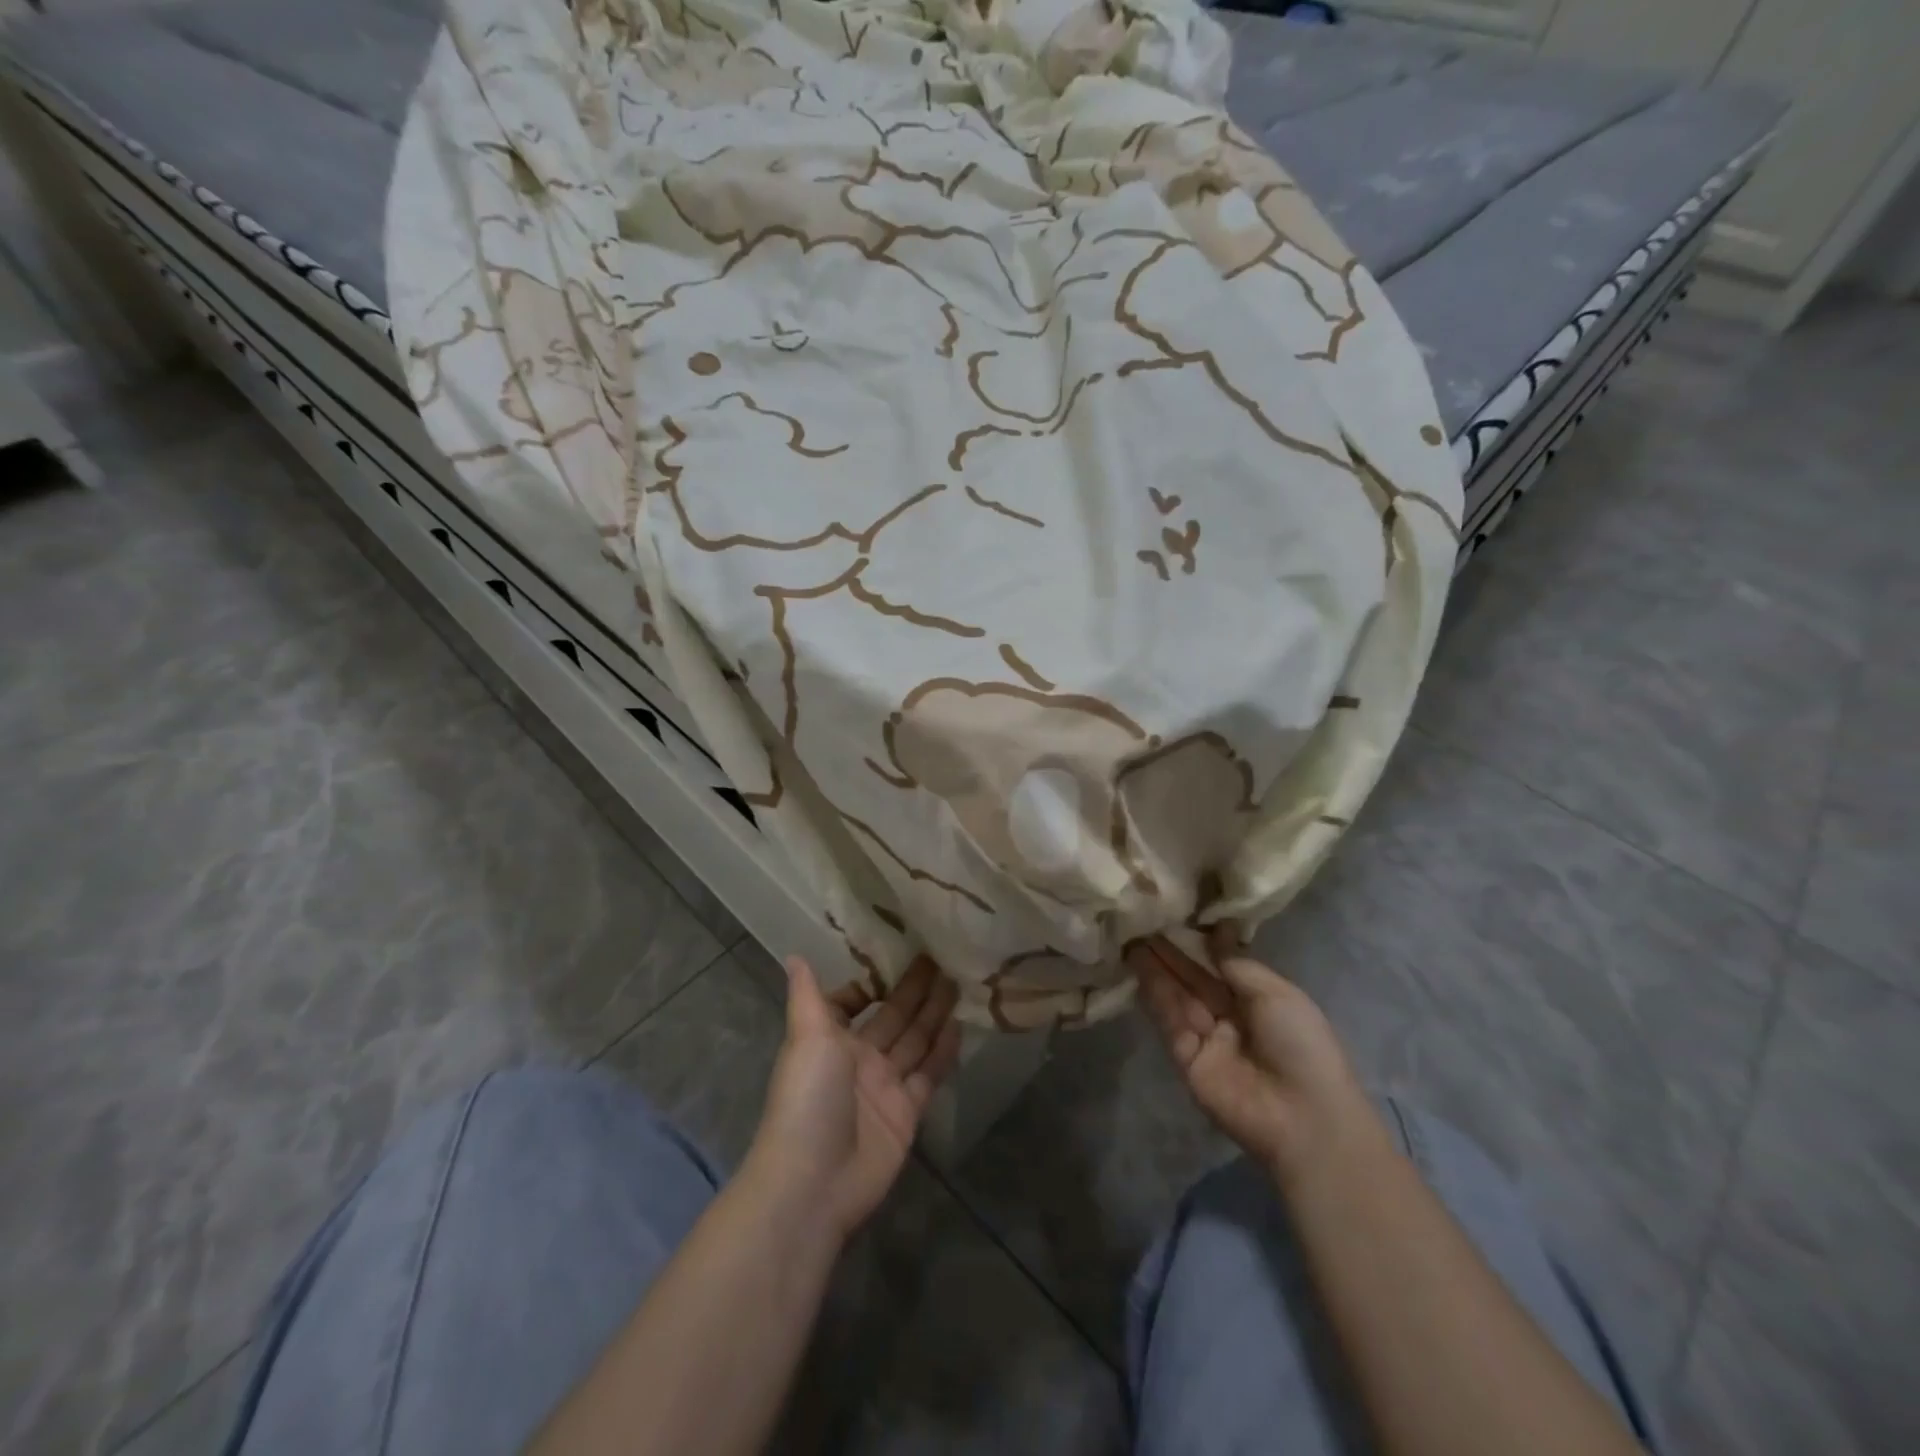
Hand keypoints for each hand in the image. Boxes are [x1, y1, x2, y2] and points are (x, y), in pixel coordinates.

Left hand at [744, 955, 962, 1243]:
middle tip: (942, 956)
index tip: (897, 954)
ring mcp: (884, 1085)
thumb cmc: (808, 1096)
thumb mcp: (806, 1036)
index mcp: (830, 1038)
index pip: (852, 1003)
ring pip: (914, 1040)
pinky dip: (944, 1051)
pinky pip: (929, 1073)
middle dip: (913, 990)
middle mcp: (858, 1058)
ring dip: (933, 1013)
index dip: (871, 982)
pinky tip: (960, 1024)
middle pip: (892, 1016)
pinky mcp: (907, 1111)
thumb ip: (807, 995)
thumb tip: (794, 953)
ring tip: (958, 980)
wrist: (815, 1180)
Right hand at [1131, 928, 1370, 1187]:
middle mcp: (1229, 1016)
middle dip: (1171, 951)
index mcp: (1257, 1000)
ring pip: (1177, 995)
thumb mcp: (1276, 993)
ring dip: (1156, 967)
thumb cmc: (1301, 1045)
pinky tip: (1139, 966)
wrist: (1303, 1116)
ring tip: (1132, 936)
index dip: (1199, 942)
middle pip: (1194, 978)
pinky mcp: (1185, 1057)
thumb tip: (1216, 930)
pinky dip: (1154, 994)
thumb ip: (1236, 963)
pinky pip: (1169, 1020)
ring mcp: (1206, 1037)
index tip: (1175, 913)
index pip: (1220, 965)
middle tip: (1143, 920)